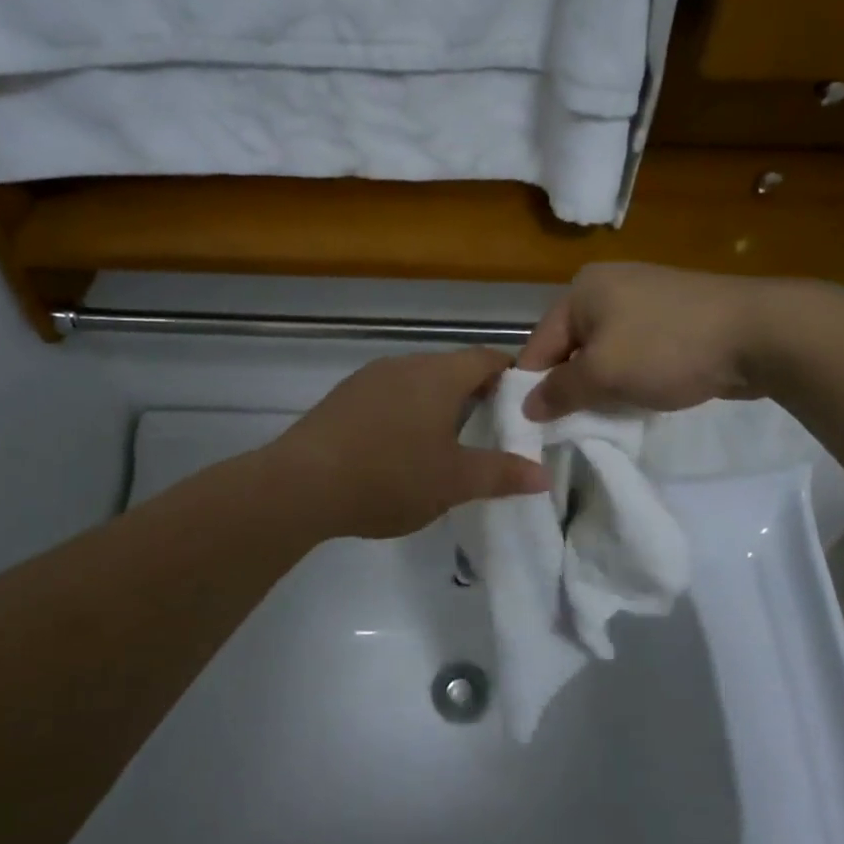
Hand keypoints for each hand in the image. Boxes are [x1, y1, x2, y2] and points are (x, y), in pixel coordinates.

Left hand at [272, 348, 550, 539]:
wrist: (302, 484)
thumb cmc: (390, 477)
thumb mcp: (454, 482)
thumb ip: (501, 474)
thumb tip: (542, 474)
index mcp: (438, 375)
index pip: (486, 358)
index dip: (510, 376)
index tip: (523, 404)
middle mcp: (404, 364)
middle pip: (450, 368)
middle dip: (474, 394)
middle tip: (489, 431)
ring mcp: (368, 378)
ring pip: (417, 382)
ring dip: (436, 405)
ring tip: (445, 444)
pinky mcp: (342, 398)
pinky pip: (387, 396)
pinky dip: (404, 414)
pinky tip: (398, 449)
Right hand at [518, 262, 774, 420]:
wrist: (759, 334)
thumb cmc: (667, 348)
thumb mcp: (603, 374)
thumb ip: (559, 392)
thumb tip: (527, 407)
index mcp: (581, 289)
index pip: (539, 344)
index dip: (534, 387)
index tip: (536, 427)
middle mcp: (607, 286)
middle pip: (571, 347)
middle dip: (572, 387)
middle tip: (574, 426)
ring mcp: (644, 298)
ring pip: (604, 352)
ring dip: (603, 385)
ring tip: (610, 415)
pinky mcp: (673, 316)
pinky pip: (635, 351)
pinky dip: (631, 376)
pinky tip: (641, 397)